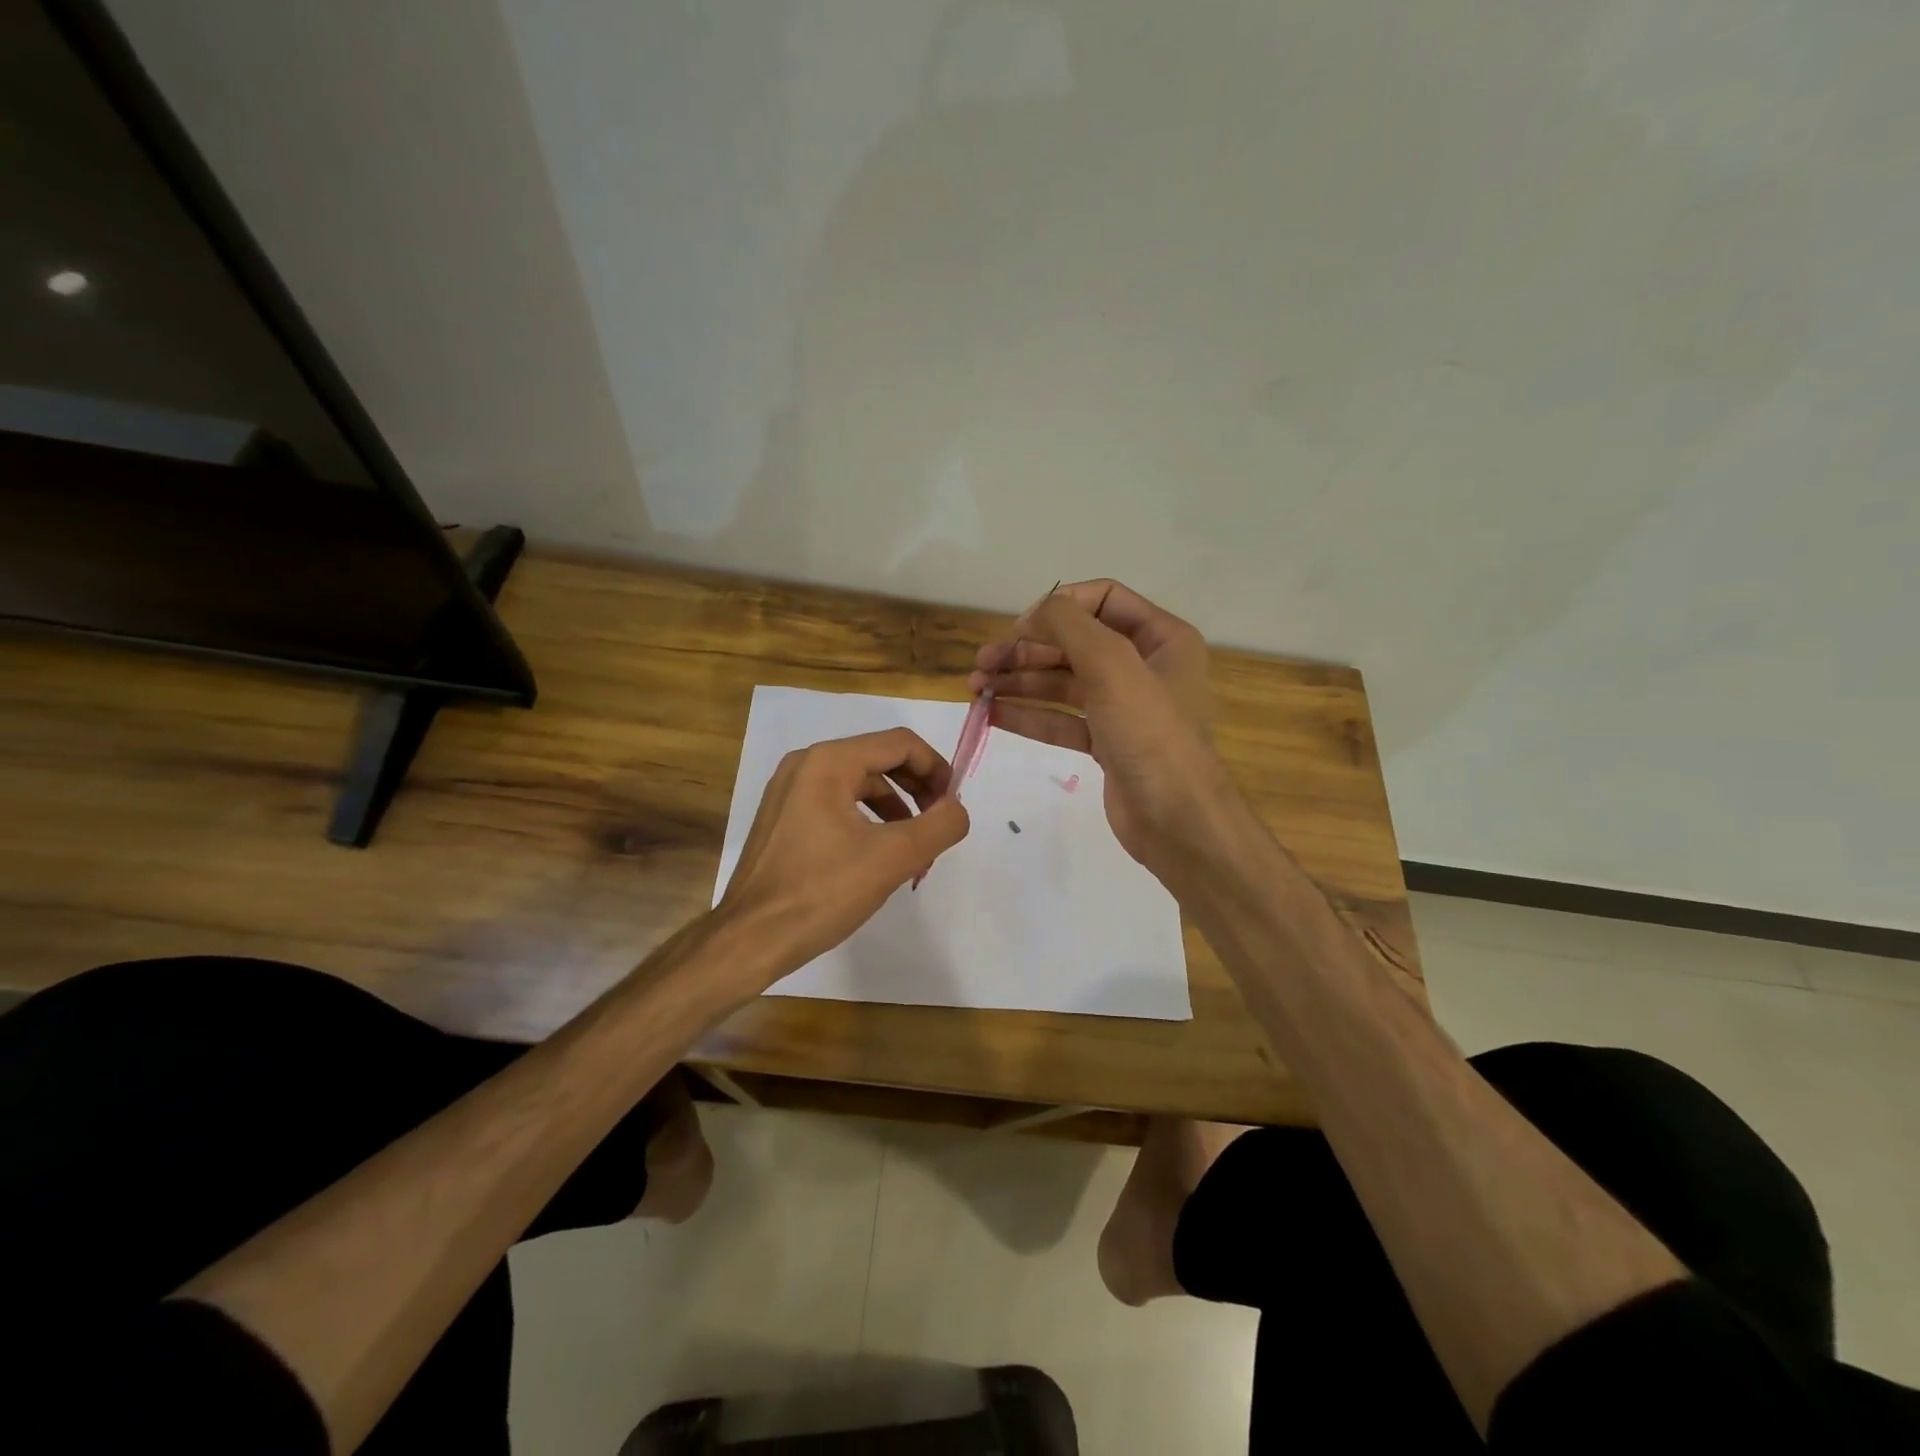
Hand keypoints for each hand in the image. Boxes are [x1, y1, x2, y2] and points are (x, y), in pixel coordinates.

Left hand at [717, 728, 970, 976]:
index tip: (953, 805)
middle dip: (917, 790)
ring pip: (860, 784)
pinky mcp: (783, 817)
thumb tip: (956, 808)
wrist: (750, 940)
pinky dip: (867, 821)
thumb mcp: (894, 858)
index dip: (936, 769)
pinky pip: (837, 804)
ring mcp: (789, 791)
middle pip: (880, 759)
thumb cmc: (822, 893)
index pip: (901, 744)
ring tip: (914, 850)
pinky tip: (878, 856)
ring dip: (896, 809)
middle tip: (938, 826)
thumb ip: (939, 825)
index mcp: (829, 762)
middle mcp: (806, 764)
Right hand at [968, 579, 1228, 876]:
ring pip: (1064, 683)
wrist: (1177, 820)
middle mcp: (1144, 666)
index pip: (1103, 599)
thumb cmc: (1151, 734)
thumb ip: (1069, 625)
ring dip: (1020, 682)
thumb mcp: (1112, 665)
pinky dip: (1029, 715)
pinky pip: (1062, 720)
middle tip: (982, 663)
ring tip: (976, 689)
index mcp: (1161, 638)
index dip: (1058, 607)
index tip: (1018, 629)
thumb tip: (1034, 612)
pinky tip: (992, 715)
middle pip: (1076, 644)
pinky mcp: (1107, 744)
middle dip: (1027, 650)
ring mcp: (1124, 708)